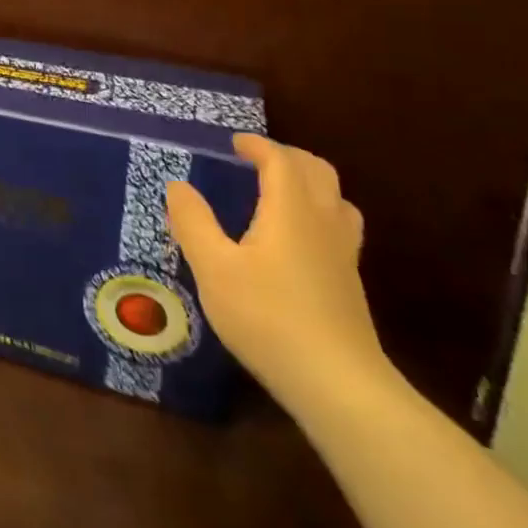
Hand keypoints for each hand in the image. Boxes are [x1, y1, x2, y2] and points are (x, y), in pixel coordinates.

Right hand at [166, 133, 388, 415]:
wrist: (339, 385)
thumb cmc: (268, 317)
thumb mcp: (214, 268)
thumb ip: (193, 222)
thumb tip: (178, 186)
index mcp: (290, 210)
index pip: (280, 160)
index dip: (258, 146)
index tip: (235, 143)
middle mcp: (323, 223)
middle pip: (317, 171)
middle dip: (288, 156)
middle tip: (257, 160)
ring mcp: (343, 254)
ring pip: (336, 199)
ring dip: (310, 183)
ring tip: (281, 192)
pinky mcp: (349, 283)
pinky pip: (339, 226)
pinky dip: (318, 212)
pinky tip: (297, 240)